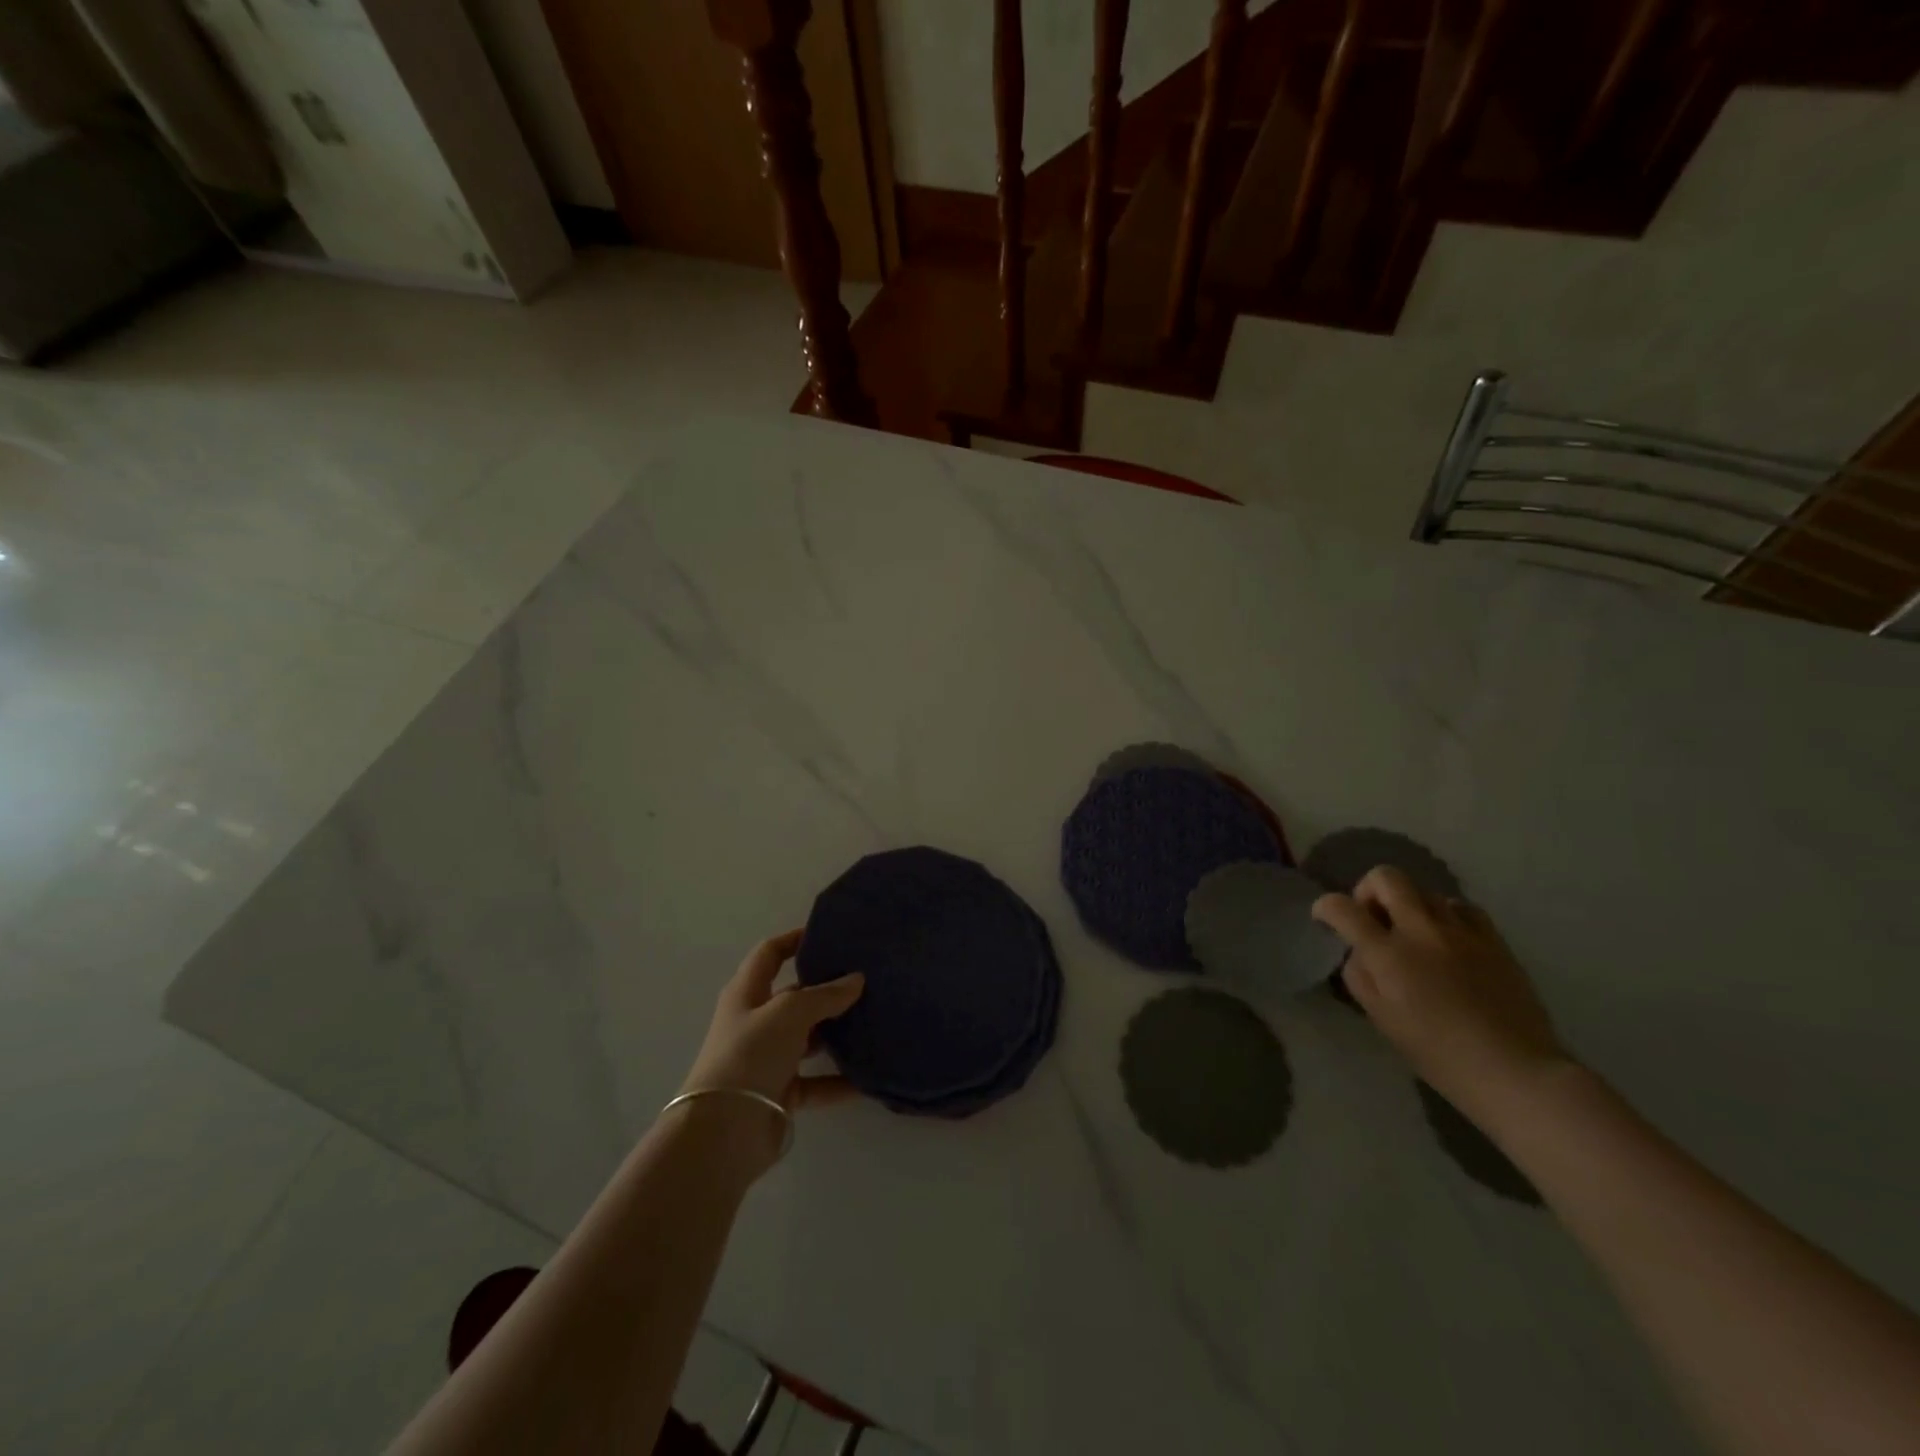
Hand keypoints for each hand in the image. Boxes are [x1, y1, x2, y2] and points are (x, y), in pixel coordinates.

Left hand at [681, 929, 864, 1115]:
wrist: (723, 1131)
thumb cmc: (750, 1054)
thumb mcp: (789, 1012)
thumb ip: (824, 995)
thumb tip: (856, 980)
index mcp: (747, 993)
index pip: (770, 954)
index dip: (794, 940)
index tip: (828, 933)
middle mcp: (756, 1022)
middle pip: (795, 997)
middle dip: (826, 989)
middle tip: (866, 979)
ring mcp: (767, 1059)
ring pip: (809, 1039)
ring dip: (837, 1033)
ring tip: (875, 1021)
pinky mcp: (780, 1093)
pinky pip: (817, 1082)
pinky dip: (839, 1080)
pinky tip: (869, 1077)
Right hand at [1312, 867, 1570, 1124]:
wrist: (1516, 1072)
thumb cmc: (1439, 1054)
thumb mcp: (1382, 1020)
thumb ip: (1359, 977)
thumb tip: (1358, 952)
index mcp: (1388, 955)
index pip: (1342, 908)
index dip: (1325, 906)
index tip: (1324, 917)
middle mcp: (1421, 932)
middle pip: (1386, 877)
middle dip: (1367, 889)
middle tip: (1371, 916)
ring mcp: (1461, 932)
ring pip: (1425, 891)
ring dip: (1409, 905)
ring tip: (1413, 933)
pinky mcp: (1494, 940)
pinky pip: (1462, 907)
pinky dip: (1446, 914)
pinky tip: (1448, 938)